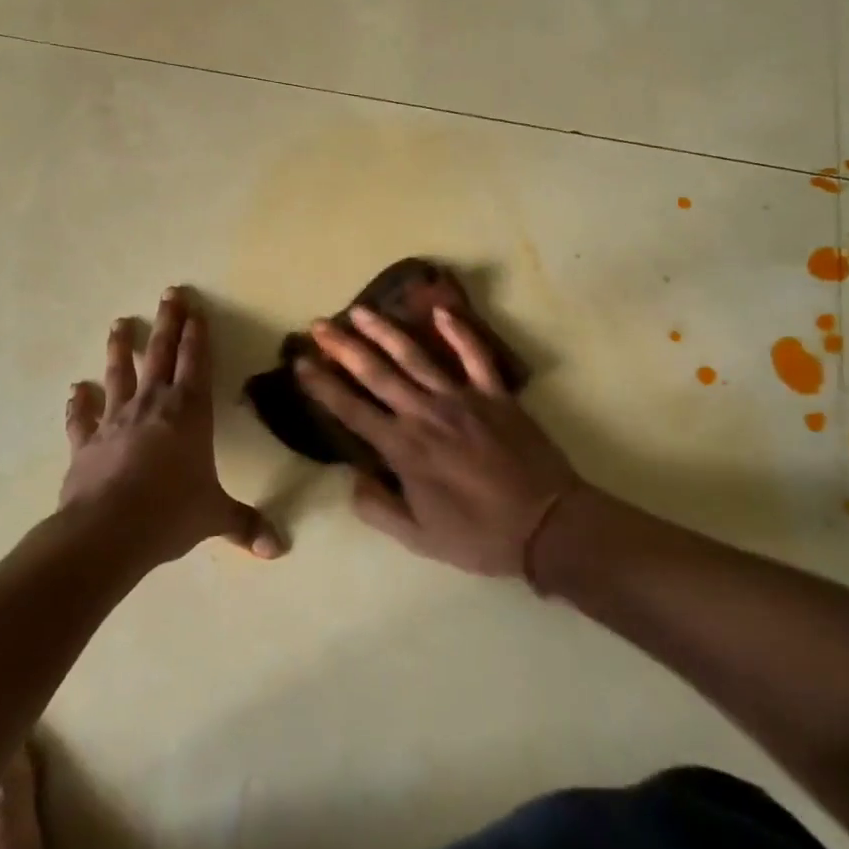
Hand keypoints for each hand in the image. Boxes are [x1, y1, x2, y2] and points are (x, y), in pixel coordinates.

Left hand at [61, 286, 284, 567]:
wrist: (107, 531)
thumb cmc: (170, 513)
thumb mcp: (213, 517)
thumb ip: (245, 525)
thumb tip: (279, 548)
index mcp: (188, 413)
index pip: (196, 363)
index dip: (197, 335)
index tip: (195, 308)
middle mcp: (153, 406)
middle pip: (160, 354)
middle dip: (167, 323)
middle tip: (168, 294)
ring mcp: (115, 420)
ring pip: (119, 375)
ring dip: (120, 349)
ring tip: (119, 324)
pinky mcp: (86, 442)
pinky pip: (82, 417)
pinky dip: (78, 403)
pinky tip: (75, 390)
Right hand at [296, 305, 585, 580]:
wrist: (547, 526)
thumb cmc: (479, 535)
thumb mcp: (419, 539)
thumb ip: (378, 508)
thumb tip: (352, 477)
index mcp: (404, 449)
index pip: (352, 410)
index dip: (322, 385)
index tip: (300, 362)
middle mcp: (426, 414)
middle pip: (377, 373)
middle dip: (344, 347)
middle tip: (320, 324)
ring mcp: (462, 399)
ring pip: (416, 356)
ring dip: (385, 331)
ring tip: (360, 310)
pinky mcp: (495, 394)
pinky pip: (475, 355)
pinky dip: (459, 331)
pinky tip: (441, 310)